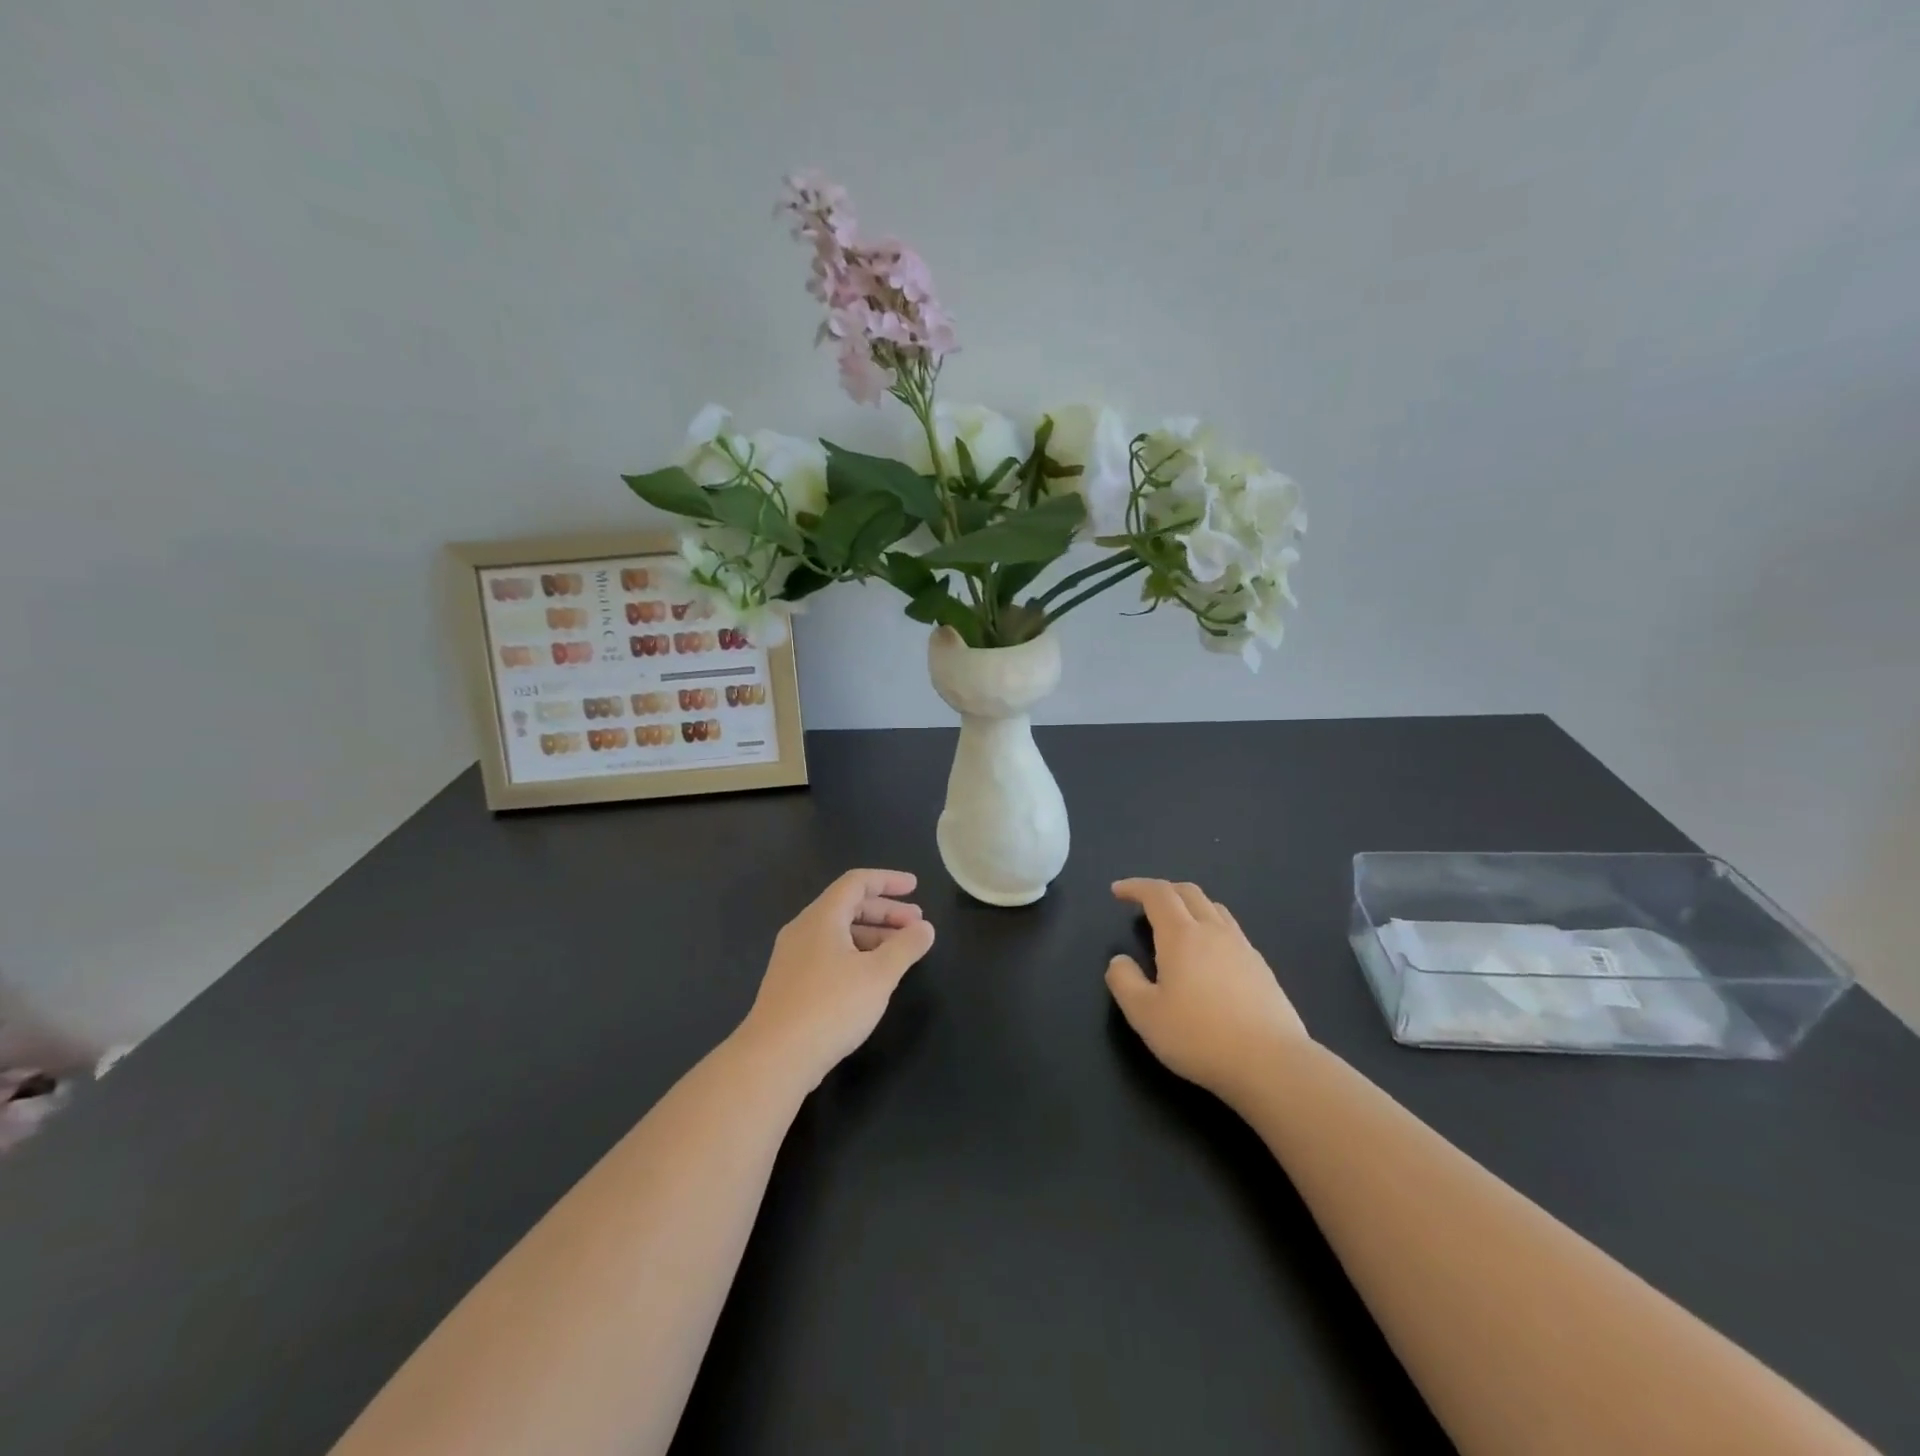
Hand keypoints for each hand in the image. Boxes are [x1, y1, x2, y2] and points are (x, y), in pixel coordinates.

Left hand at [739, 869, 936, 1086]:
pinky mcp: (790, 985)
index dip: (888, 880)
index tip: (915, 887)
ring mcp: (793, 958)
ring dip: (873, 935)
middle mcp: (803, 930)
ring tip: (901, 951)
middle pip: (848, 906)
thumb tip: (925, 928)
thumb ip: (906, 947)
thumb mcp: (879, 975)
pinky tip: (872, 977)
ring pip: (839, 933)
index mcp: (822, 917)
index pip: (857, 882)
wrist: (774, 1059)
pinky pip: (829, 954)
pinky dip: (856, 954)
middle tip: (917, 924)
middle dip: (886, 911)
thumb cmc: (831, 1006)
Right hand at [1105, 878, 1307, 1099]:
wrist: (1271, 1064)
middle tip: (1144, 903)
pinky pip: (1232, 931)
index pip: (1157, 894)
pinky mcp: (1262, 968)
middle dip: (1163, 890)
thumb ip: (1124, 981)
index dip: (1135, 887)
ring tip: (1177, 924)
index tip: (1118, 891)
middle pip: (1188, 892)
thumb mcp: (1144, 1014)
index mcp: (1181, 935)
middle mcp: (1213, 931)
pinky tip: (1209, 956)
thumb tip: (1120, 961)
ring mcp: (1243, 948)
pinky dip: (1211, 927)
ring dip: (1190, 905)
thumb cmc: (1199, 1037)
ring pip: (1214, 908)